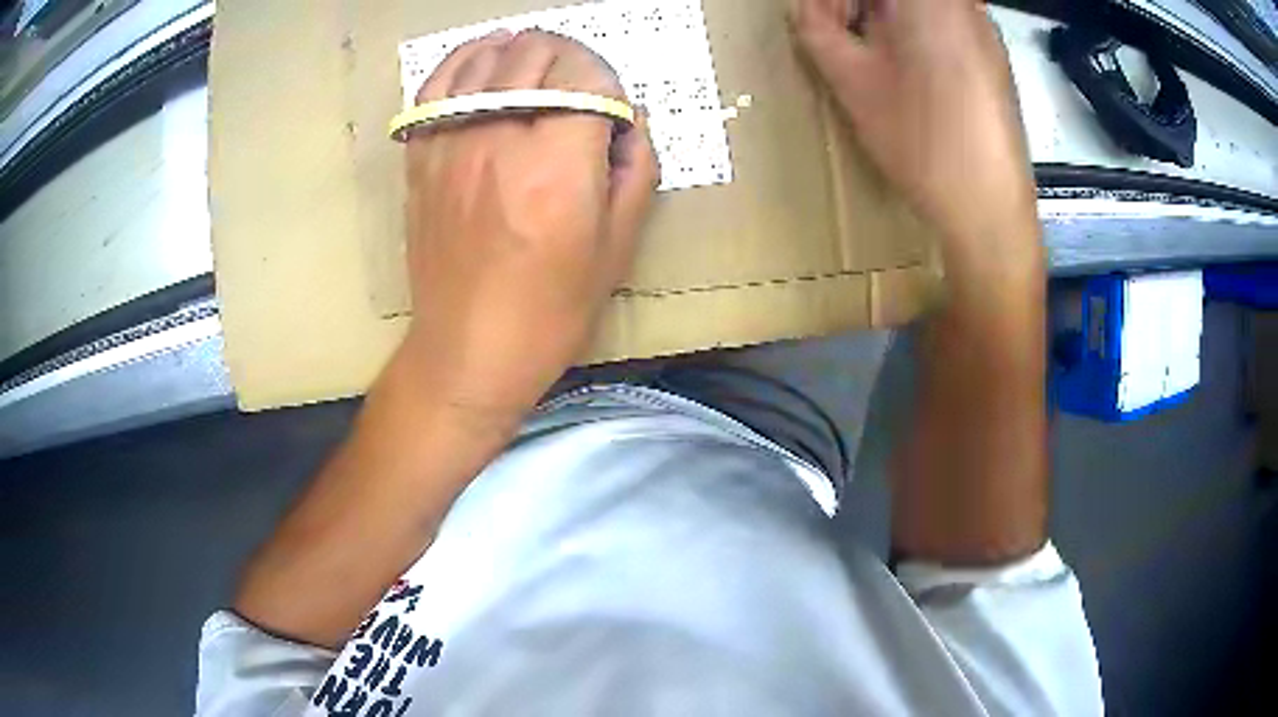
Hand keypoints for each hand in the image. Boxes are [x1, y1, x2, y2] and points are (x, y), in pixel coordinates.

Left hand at [401, 30, 658, 425]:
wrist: (467, 350)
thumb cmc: (551, 311)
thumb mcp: (617, 247)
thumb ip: (634, 168)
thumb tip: (630, 118)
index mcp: (555, 165)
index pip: (586, 76)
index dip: (607, 81)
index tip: (611, 107)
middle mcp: (498, 140)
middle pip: (537, 53)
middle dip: (571, 57)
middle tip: (582, 85)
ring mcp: (451, 143)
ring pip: (488, 57)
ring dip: (523, 50)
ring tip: (539, 63)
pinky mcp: (422, 156)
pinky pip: (437, 84)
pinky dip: (464, 60)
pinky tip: (485, 59)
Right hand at [792, 0, 1038, 249]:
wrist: (989, 208)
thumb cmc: (922, 142)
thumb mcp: (852, 81)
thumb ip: (816, 29)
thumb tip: (803, 9)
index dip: (836, 2)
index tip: (823, 22)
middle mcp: (963, 5)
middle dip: (857, 5)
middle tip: (839, 35)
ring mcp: (984, 30)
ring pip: (922, 7)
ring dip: (884, 18)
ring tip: (871, 57)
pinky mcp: (993, 58)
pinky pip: (946, 24)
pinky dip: (915, 33)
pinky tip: (908, 72)